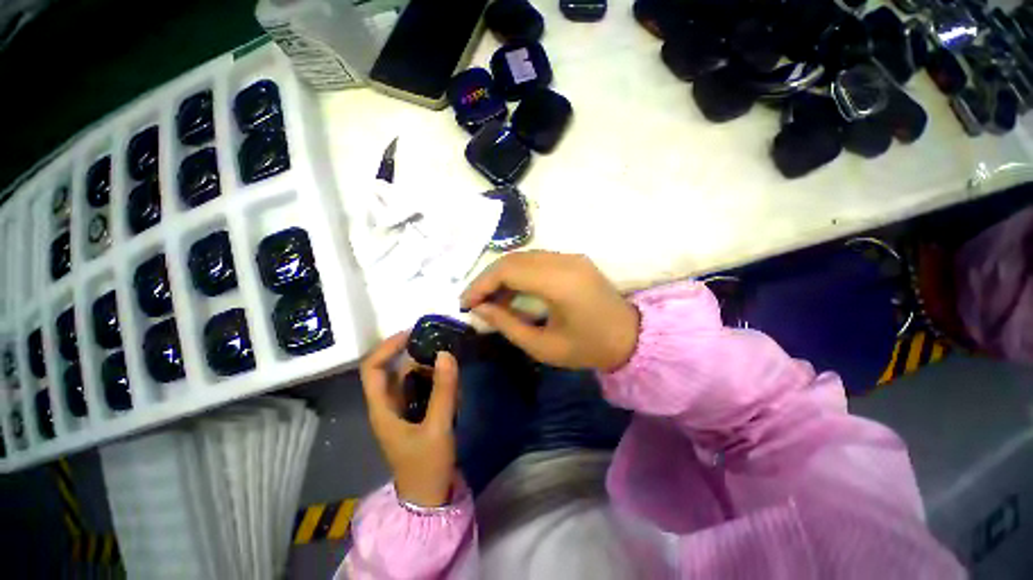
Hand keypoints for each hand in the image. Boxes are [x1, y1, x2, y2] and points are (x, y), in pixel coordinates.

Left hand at [360, 333, 459, 506]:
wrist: (429, 497)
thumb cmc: (427, 465)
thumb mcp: (438, 427)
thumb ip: (444, 390)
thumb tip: (446, 353)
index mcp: (382, 408)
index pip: (372, 368)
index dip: (388, 347)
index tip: (412, 333)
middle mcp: (388, 404)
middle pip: (395, 369)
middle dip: (416, 355)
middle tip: (442, 347)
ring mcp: (403, 409)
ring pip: (412, 377)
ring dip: (431, 369)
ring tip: (452, 369)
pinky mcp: (416, 414)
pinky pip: (424, 388)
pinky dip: (437, 382)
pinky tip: (454, 388)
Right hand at [461, 251, 639, 370]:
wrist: (631, 337)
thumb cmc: (588, 348)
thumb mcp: (543, 347)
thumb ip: (507, 324)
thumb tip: (480, 309)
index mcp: (559, 283)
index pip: (508, 271)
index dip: (481, 284)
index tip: (465, 303)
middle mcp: (565, 261)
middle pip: (513, 259)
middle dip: (488, 278)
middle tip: (474, 301)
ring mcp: (571, 256)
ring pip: (523, 256)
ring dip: (502, 274)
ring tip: (490, 298)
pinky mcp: (574, 259)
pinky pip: (537, 259)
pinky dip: (518, 272)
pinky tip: (512, 290)